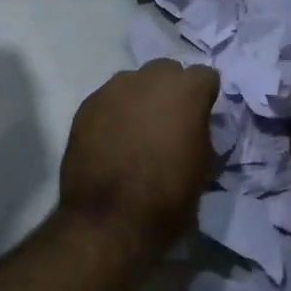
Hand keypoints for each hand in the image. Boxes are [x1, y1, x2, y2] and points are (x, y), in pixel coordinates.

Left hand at [58, 60, 220, 257]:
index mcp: (186, 90)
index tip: (201, 118)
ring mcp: (113, 89)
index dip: (204, 97)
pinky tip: (113, 140)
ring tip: (137, 131)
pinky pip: (108, 100)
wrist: (110, 219)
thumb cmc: (168, 196)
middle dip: (171, 90)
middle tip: (169, 122)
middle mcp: (149, 78)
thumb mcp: (205, 166)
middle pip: (167, 71)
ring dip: (140, 99)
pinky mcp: (86, 106)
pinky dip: (114, 114)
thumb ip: (202, 132)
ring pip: (134, 83)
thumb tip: (194, 127)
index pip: (205, 76)